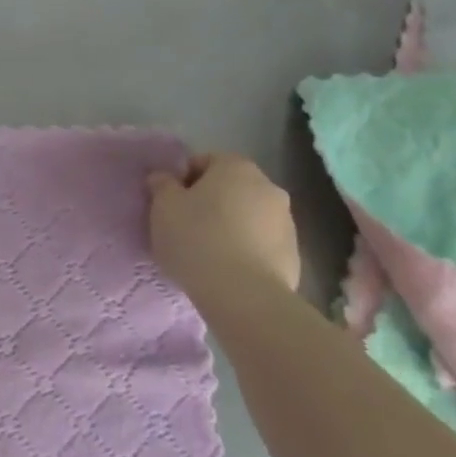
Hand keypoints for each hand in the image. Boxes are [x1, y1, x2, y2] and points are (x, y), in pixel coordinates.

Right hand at [147, 153, 301, 297]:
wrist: (243, 295)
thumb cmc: (197, 239)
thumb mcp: (163, 207)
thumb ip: (162, 185)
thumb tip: (164, 177)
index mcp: (236, 167)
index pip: (204, 161)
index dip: (183, 180)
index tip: (169, 204)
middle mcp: (268, 186)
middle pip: (230, 188)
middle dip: (209, 203)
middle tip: (186, 227)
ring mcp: (286, 222)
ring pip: (248, 216)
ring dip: (230, 226)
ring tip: (207, 254)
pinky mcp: (294, 255)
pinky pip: (261, 244)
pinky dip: (246, 251)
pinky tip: (228, 271)